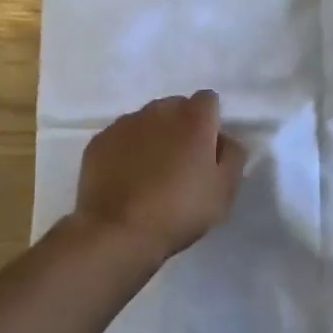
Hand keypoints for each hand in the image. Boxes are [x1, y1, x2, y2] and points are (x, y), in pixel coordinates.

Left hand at [73, 91, 246, 262]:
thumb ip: (233, 156)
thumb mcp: (224, 190)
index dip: (211, 122)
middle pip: (176, 107)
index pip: (208, 100)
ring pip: (146, 120)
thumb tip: (226, 139)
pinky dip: (126, 150)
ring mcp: (125, 124)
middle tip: (181, 162)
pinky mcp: (99, 141)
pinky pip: (121, 137)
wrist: (117, 232)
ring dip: (153, 136)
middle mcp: (158, 111)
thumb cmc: (179, 210)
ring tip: (151, 172)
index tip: (209, 149)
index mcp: (193, 119)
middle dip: (181, 126)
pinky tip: (126, 177)